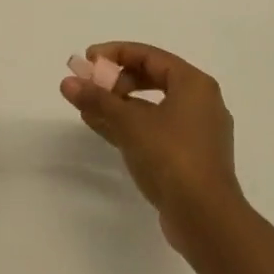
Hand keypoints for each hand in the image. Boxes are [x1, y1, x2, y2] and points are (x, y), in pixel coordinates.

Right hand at [60, 42, 244, 250]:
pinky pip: (155, 130)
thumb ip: (98, 100)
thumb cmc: (172, 157)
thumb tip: (68, 82)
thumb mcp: (130, 123)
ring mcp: (196, 133)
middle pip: (152, 79)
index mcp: (194, 84)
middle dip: (116, 81)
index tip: (88, 60)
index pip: (150, 56)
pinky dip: (130, 126)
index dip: (116, 54)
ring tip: (86, 107)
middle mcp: (200, 102)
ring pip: (152, 108)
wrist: (206, 219)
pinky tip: (101, 127)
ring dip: (119, 105)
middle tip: (89, 85)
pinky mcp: (189, 158)